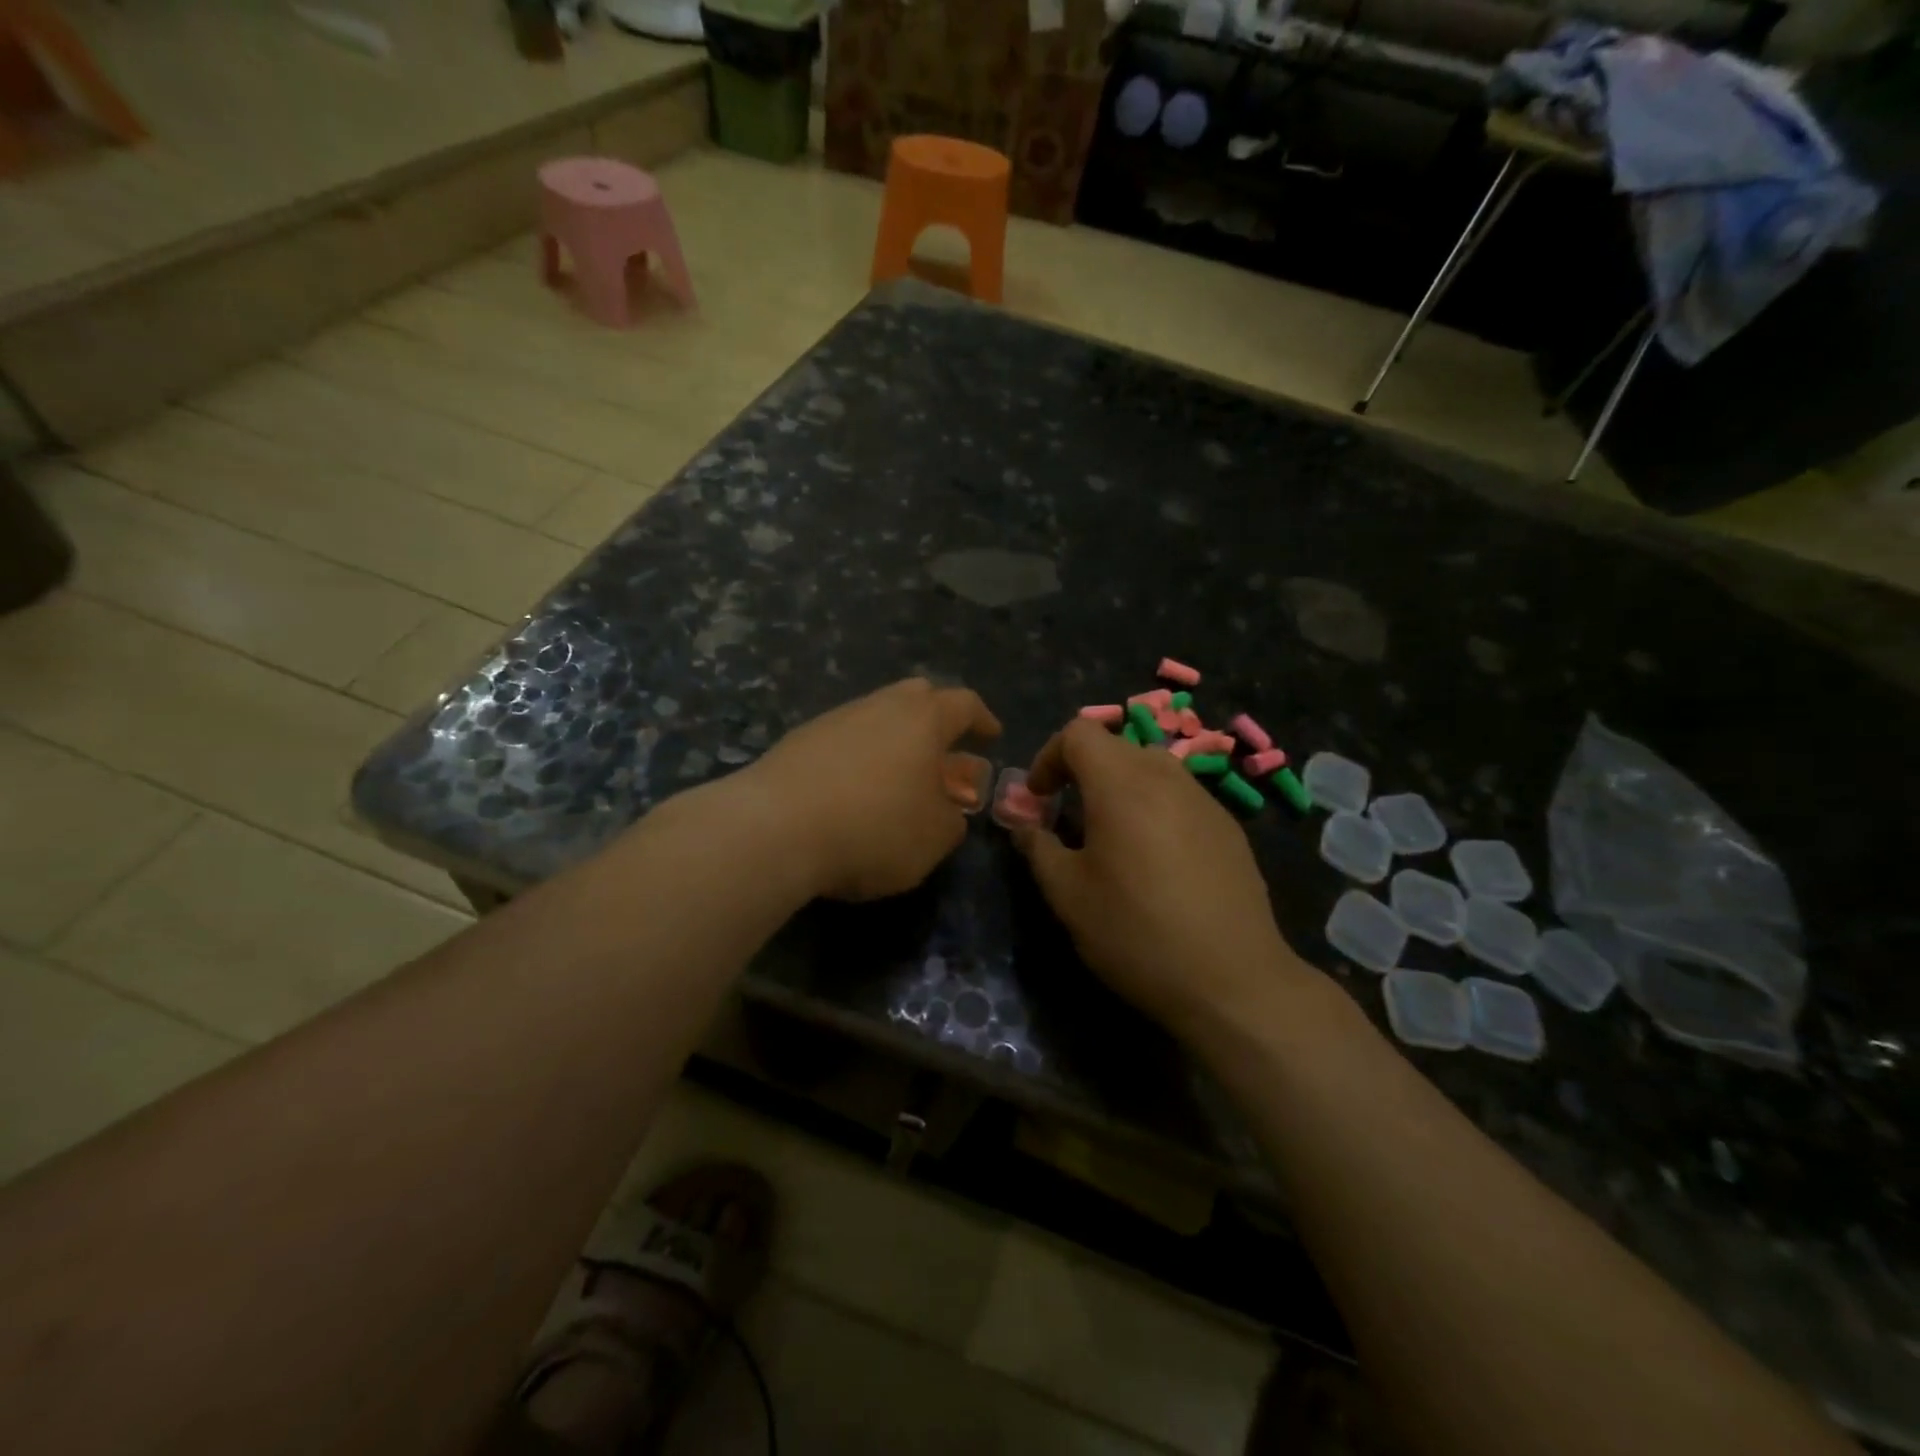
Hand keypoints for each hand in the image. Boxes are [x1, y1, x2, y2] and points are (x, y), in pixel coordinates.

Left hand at [745, 678, 1001, 900]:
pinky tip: (853, 789)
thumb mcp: (934, 838)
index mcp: (923, 719)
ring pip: (875, 716)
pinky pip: (843, 739)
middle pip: (916, 696)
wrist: (774, 829)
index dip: (982, 719)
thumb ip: (952, 820)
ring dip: (894, 740)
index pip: (964, 704)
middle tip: (943, 747)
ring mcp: (834, 719)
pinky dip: (859, 756)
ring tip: (898, 776)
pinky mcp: (798, 741)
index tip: (991, 735)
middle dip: (936, 717)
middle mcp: (879, 706)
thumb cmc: (873, 829)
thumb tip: (948, 809)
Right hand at [1012, 719, 1312, 1034]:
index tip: (1040, 799)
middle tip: (1068, 818)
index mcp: (1122, 784)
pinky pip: (1180, 798)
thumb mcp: (1068, 895)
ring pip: (1151, 769)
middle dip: (1082, 773)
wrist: (1233, 980)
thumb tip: (1026, 827)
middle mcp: (1167, 778)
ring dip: (1120, 789)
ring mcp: (1205, 800)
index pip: (1078, 733)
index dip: (1048, 757)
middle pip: (1115, 747)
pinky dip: (1154, 809)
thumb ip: (1039, 848)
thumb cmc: (1136, 932)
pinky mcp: (1229, 828)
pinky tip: (1155, 862)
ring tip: (1111, 839)